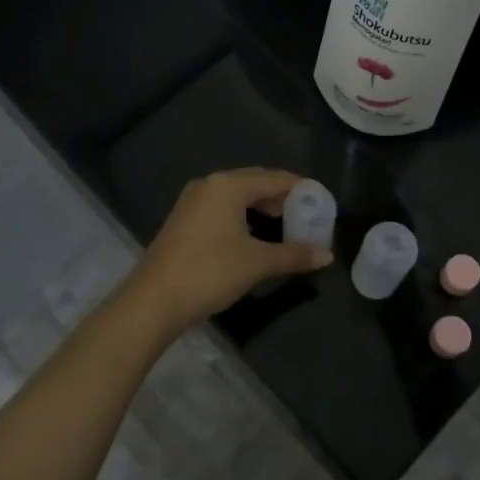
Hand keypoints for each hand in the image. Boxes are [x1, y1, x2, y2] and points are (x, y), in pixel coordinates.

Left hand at [121, 168, 332, 335]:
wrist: (153, 301)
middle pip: (254, 183)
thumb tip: (327, 255)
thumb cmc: (209, 272)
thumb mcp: (257, 263)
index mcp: (227, 185)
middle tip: (307, 214)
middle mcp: (209, 185)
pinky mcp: (184, 221)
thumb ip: (294, 255)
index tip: (322, 200)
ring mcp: (192, 202)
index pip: (274, 178)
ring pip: (237, 197)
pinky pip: (222, 208)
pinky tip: (254, 236)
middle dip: (282, 198)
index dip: (300, 188)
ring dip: (262, 208)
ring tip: (285, 225)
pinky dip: (243, 217)